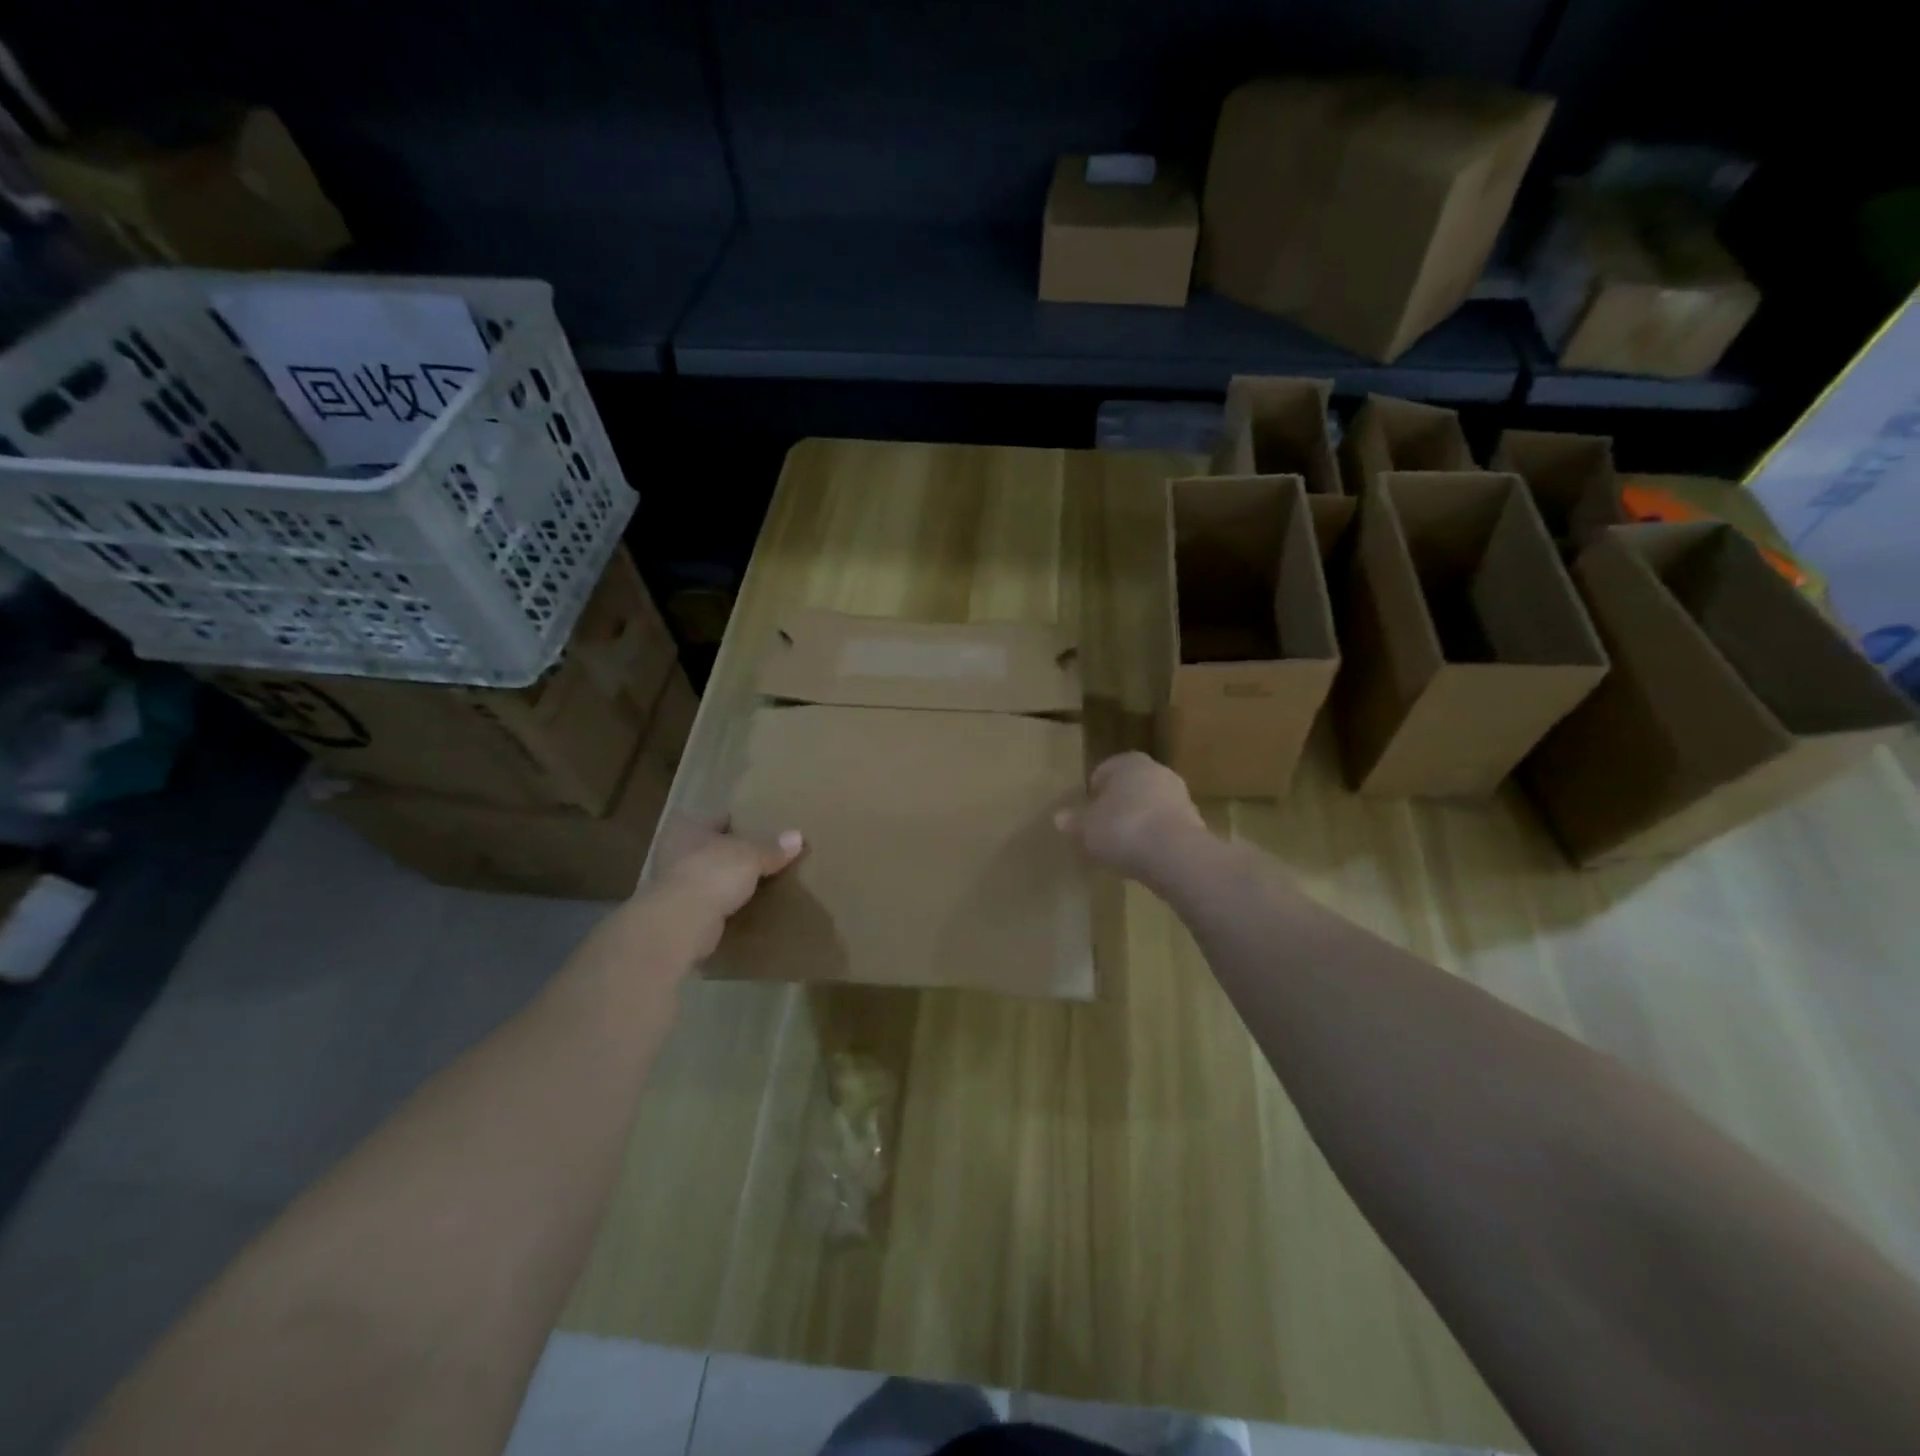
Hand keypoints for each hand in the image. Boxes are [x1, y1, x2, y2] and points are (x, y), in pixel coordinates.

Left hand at [652, 814, 803, 956]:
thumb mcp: (751, 855)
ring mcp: (676, 883)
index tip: (763, 825)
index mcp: (688, 828)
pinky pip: (711, 901)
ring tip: (760, 879)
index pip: (719, 818)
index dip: (741, 821)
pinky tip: (747, 905)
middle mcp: (676, 851)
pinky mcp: (682, 912)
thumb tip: (798, 837)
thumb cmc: (713, 873)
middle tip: (766, 853)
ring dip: (729, 880)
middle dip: (735, 852)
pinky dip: (725, 903)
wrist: (682, 922)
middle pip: (714, 847)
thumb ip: (773, 848)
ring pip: (711, 875)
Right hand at [1054, 752, 1206, 883]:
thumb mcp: (1087, 828)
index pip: (1104, 771)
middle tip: (1103, 829)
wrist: (1174, 854)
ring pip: (1151, 806)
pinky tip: (1144, 857)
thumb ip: (1074, 821)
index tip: (1086, 814)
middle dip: (1118, 805)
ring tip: (1123, 847)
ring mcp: (1180, 795)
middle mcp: (1157, 771)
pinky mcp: (1195, 822)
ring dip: (1139, 821)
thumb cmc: (1122, 828)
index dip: (1093, 793)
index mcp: (1128, 762)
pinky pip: (1166, 826)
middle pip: (1131, 787)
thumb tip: (1059, 818)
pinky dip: (1155, 837)